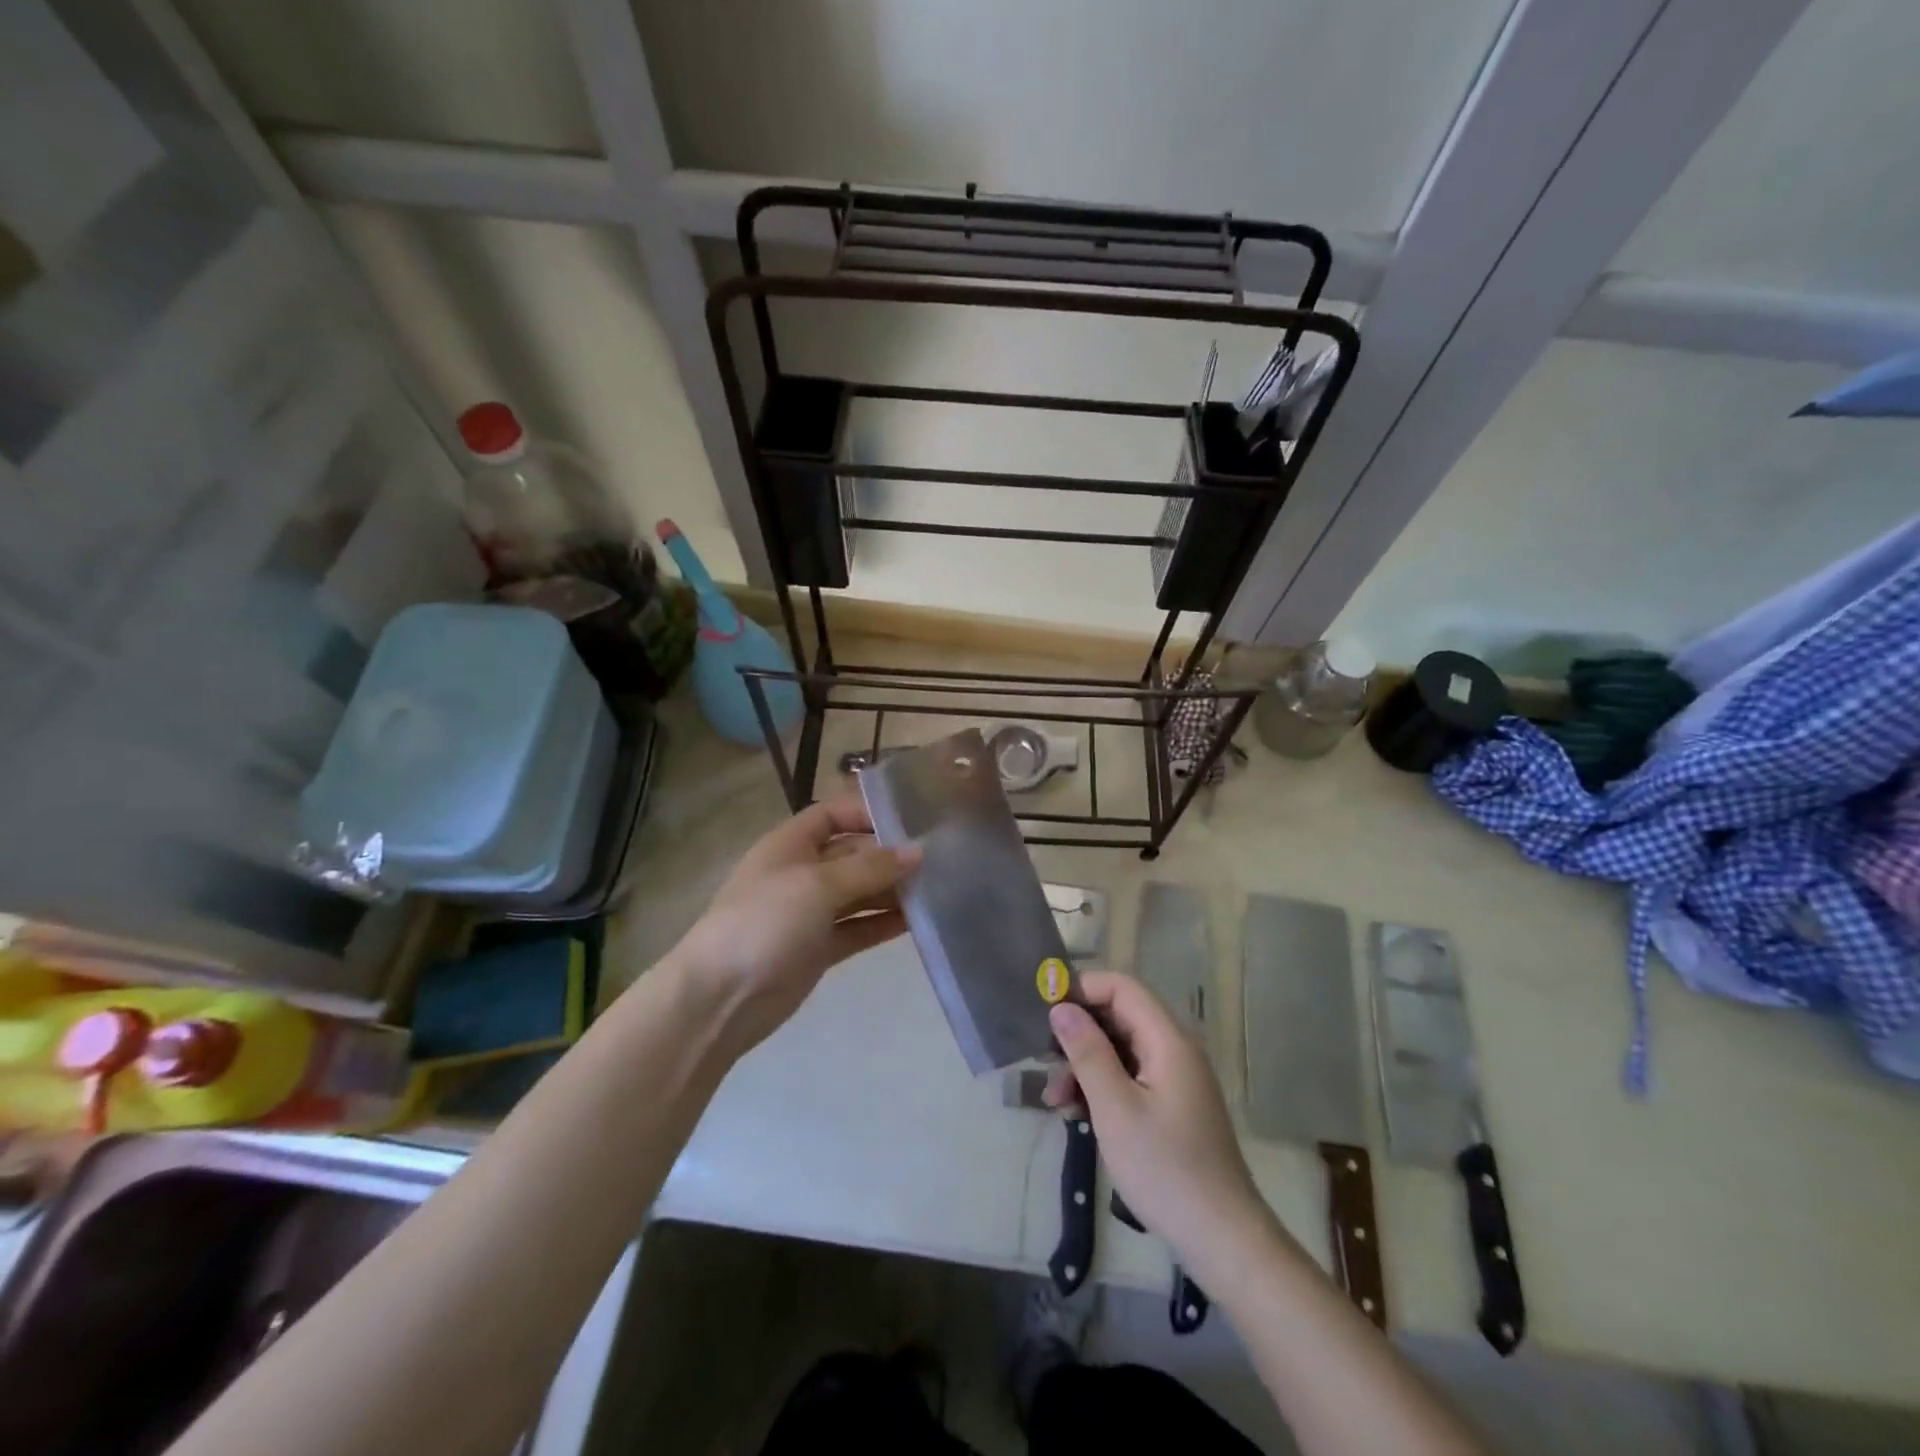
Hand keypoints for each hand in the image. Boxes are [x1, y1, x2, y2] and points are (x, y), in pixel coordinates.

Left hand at [669, 793, 920, 1055]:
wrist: (721, 999)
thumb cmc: (765, 923)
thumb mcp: (818, 885)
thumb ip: (869, 868)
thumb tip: (917, 852)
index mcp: (790, 845)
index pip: (832, 814)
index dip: (867, 812)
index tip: (911, 821)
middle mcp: (801, 873)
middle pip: (852, 854)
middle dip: (889, 855)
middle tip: (938, 859)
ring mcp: (809, 913)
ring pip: (859, 893)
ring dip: (891, 891)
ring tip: (937, 890)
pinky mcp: (818, 948)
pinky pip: (857, 927)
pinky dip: (882, 924)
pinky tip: (916, 922)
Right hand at [1045, 971, 1270, 1273]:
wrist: (1223, 1240)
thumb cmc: (1165, 1169)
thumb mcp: (1115, 1109)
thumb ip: (1087, 1052)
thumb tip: (1061, 1008)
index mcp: (1168, 1041)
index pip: (1123, 987)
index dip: (1083, 990)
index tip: (1046, 1013)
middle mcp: (1175, 1050)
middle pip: (1120, 1017)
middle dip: (1079, 1034)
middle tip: (1045, 1064)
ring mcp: (1176, 1079)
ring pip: (1122, 1050)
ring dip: (1086, 1066)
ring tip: (1056, 1101)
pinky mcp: (1173, 1106)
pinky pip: (1131, 1077)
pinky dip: (1103, 1088)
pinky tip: (1078, 1115)